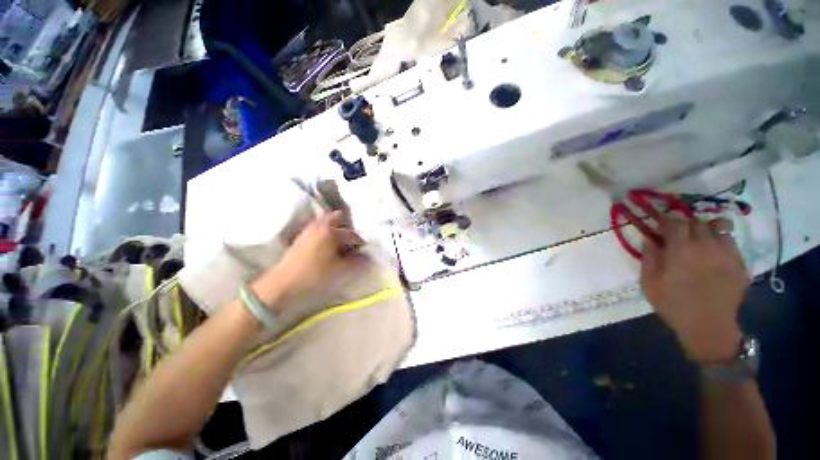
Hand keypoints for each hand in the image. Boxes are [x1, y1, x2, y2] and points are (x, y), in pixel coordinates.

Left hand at [251, 211, 364, 310]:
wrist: (283, 283)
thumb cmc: (314, 274)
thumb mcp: (340, 269)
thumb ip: (356, 262)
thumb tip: (366, 258)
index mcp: (331, 232)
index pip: (352, 235)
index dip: (361, 244)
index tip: (365, 252)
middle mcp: (320, 226)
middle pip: (338, 218)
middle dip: (348, 228)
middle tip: (352, 242)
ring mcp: (309, 229)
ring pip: (327, 221)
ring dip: (337, 228)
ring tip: (342, 242)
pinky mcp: (302, 236)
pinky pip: (318, 227)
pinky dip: (327, 230)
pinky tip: (329, 244)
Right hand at [640, 216, 749, 361]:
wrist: (709, 327)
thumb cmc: (673, 304)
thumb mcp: (649, 283)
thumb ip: (649, 257)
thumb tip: (649, 238)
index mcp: (681, 249)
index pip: (674, 222)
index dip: (666, 221)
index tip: (660, 226)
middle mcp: (705, 245)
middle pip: (697, 221)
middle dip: (686, 224)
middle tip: (679, 234)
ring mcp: (726, 253)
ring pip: (718, 227)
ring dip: (706, 229)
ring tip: (700, 239)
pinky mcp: (739, 263)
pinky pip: (731, 242)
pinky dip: (721, 241)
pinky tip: (714, 253)